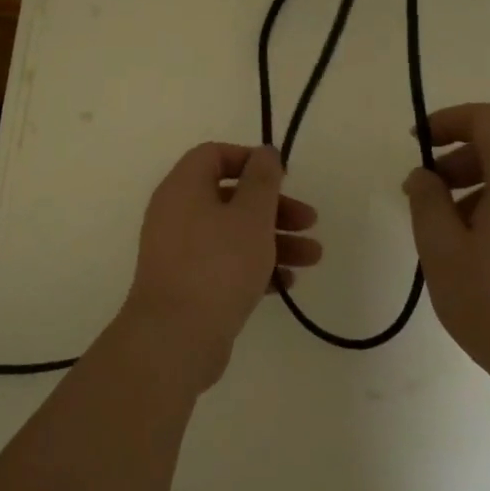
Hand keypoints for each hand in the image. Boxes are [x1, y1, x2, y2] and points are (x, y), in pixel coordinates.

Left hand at [120, 143, 320, 392]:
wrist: (175, 338)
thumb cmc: (218, 265)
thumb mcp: (251, 215)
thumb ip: (262, 179)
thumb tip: (265, 152)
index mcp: (183, 188)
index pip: (214, 155)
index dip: (250, 161)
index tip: (282, 178)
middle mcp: (176, 213)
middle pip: (230, 196)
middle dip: (274, 207)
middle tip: (310, 221)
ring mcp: (179, 251)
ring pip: (232, 233)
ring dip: (273, 239)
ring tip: (313, 258)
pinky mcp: (187, 284)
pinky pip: (224, 264)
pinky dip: (254, 266)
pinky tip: (286, 282)